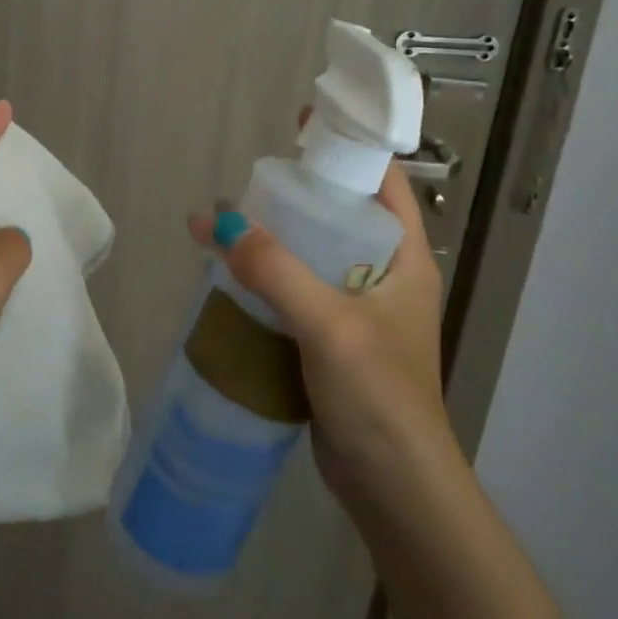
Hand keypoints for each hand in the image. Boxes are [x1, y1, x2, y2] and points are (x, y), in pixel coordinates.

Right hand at [188, 159, 451, 532]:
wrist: (394, 492)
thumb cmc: (379, 397)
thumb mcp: (329, 324)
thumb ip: (274, 269)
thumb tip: (213, 220)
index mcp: (404, 258)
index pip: (382, 182)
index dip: (346, 148)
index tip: (301, 126)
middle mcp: (384, 276)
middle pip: (339, 214)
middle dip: (297, 193)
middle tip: (251, 180)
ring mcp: (357, 309)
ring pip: (313, 254)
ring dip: (274, 238)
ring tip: (230, 221)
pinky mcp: (331, 340)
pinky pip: (297, 291)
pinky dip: (267, 277)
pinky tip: (231, 273)